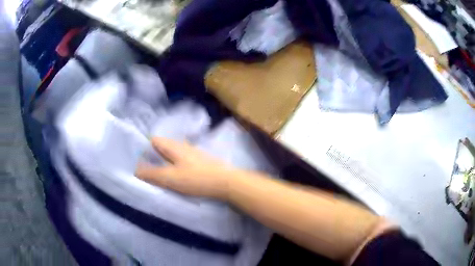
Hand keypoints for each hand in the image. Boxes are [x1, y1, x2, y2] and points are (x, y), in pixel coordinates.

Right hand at [135, 137, 234, 199]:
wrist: (226, 182)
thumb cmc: (196, 179)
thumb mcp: (170, 178)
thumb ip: (152, 174)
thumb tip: (135, 170)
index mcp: (173, 146)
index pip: (154, 140)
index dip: (144, 148)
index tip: (138, 160)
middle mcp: (182, 145)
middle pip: (163, 146)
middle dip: (153, 156)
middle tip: (146, 169)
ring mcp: (193, 153)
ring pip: (173, 153)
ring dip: (164, 161)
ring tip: (159, 174)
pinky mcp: (200, 161)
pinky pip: (182, 160)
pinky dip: (175, 165)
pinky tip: (176, 176)